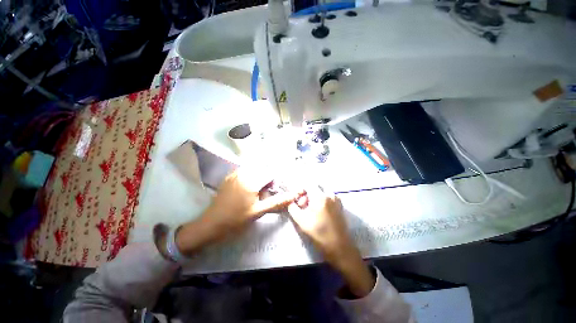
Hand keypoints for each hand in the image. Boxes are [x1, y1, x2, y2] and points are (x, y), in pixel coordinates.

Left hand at [175, 167, 301, 255]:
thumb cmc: (236, 219)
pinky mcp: (229, 177)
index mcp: (251, 180)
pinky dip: (251, 177)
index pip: (270, 173)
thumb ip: (277, 202)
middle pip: (262, 170)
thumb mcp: (258, 211)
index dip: (275, 181)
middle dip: (267, 179)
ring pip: (254, 170)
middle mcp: (243, 173)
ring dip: (259, 177)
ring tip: (257, 191)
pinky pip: (245, 172)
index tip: (273, 191)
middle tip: (265, 192)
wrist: (211, 224)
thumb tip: (293, 195)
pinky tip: (248, 189)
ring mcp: (235, 174)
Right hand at [288, 186, 374, 297]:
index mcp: (320, 197)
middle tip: (303, 205)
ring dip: (314, 196)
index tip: (297, 198)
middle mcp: (330, 194)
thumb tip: (290, 200)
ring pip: (321, 191)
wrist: (339, 247)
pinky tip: (319, 211)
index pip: (308, 183)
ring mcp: (336, 199)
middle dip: (307, 193)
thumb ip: (293, 207)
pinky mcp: (340, 204)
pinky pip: (327, 196)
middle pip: (315, 186)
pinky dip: (321, 199)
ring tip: (311, 209)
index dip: (300, 189)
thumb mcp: (301, 221)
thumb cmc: (319, 234)